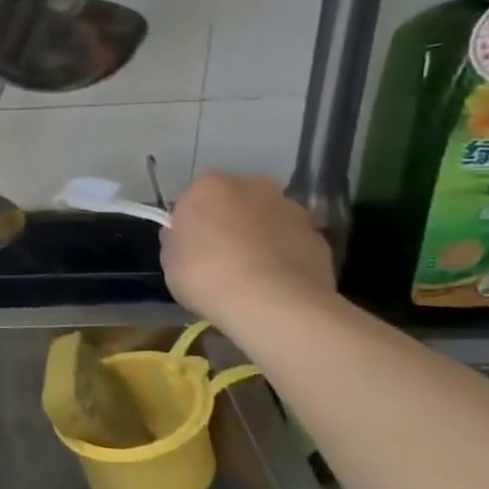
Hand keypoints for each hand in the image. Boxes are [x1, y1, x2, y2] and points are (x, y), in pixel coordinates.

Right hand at [161, 172, 335, 328]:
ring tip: (252, 276)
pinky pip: (292, 244)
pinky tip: (276, 286)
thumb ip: (178, 240)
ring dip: (260, 238)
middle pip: (236, 202)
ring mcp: (291, 209)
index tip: (190, 248)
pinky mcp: (319, 237)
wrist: (272, 302)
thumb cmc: (206, 275)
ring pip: (268, 220)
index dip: (192, 223)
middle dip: (230, 223)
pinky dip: (284, 258)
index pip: (195, 198)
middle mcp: (253, 186)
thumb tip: (186, 237)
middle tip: (220, 258)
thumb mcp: (170, 260)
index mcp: (209, 185)